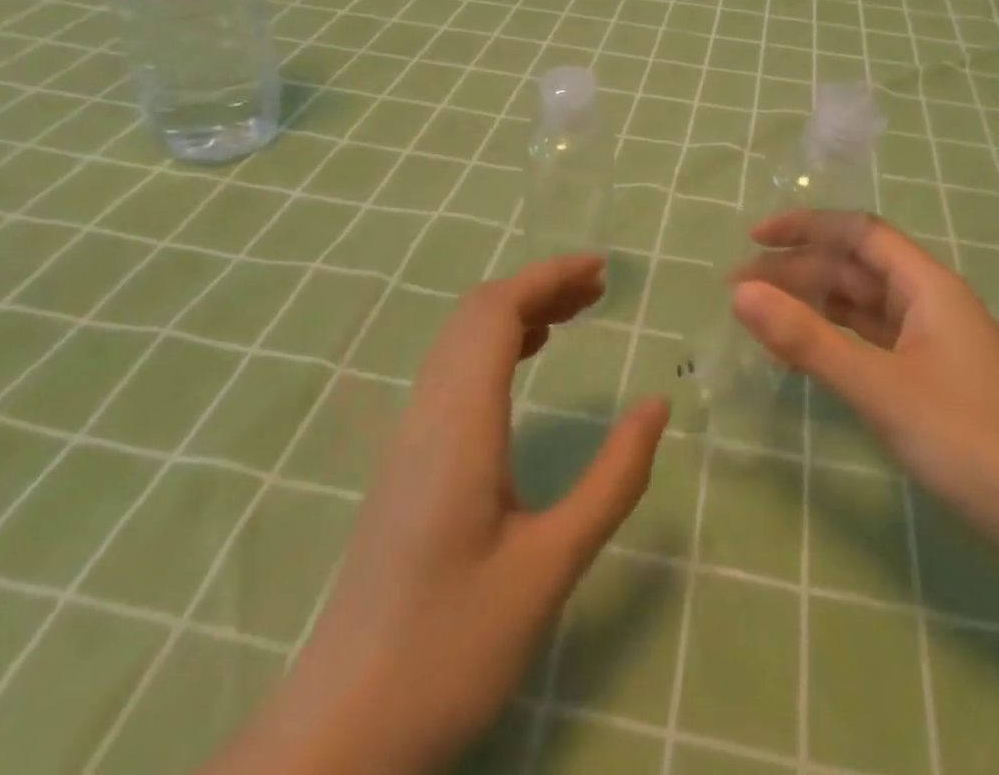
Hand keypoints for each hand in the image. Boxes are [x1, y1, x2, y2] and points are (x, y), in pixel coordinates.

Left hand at [209, 256, 669, 774]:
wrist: (340, 735)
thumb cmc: (449, 650)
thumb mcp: (550, 568)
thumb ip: (611, 481)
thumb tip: (658, 405)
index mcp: (459, 425)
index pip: (496, 312)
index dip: (548, 277)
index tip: (603, 271)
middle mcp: (426, 414)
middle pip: (476, 314)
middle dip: (538, 286)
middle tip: (599, 289)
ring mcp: (408, 438)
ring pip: (459, 340)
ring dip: (516, 312)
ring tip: (573, 314)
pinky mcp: (406, 463)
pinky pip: (451, 372)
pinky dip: (494, 345)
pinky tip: (524, 364)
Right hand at [736, 214, 998, 774]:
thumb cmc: (971, 443)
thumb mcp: (880, 389)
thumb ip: (808, 340)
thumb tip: (740, 292)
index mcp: (928, 285)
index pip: (859, 232)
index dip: (807, 226)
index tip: (754, 239)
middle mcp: (932, 302)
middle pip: (857, 268)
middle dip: (799, 270)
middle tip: (741, 289)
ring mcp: (935, 342)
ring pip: (864, 305)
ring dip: (815, 303)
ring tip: (763, 314)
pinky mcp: (934, 379)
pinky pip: (874, 339)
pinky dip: (837, 336)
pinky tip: (810, 350)